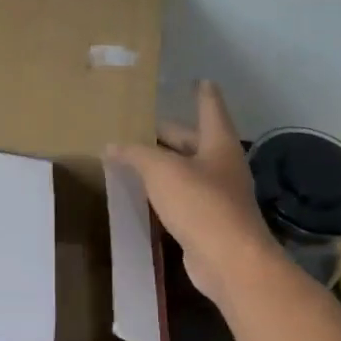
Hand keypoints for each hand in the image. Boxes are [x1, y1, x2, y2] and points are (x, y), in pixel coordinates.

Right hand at [108, 81, 278, 301]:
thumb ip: (135, 154)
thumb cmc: (200, 204)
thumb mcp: (162, 171)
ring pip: (186, 170)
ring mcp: (217, 195)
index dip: (203, 94)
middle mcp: (221, 166)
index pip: (210, 109)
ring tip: (136, 157)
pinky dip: (165, 190)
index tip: (200, 79)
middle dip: (170, 133)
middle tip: (143, 125)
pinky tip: (146, 193)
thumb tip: (112, 146)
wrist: (229, 260)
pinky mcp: (207, 221)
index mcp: (218, 144)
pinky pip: (182, 196)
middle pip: (194, 141)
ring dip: (164, 163)